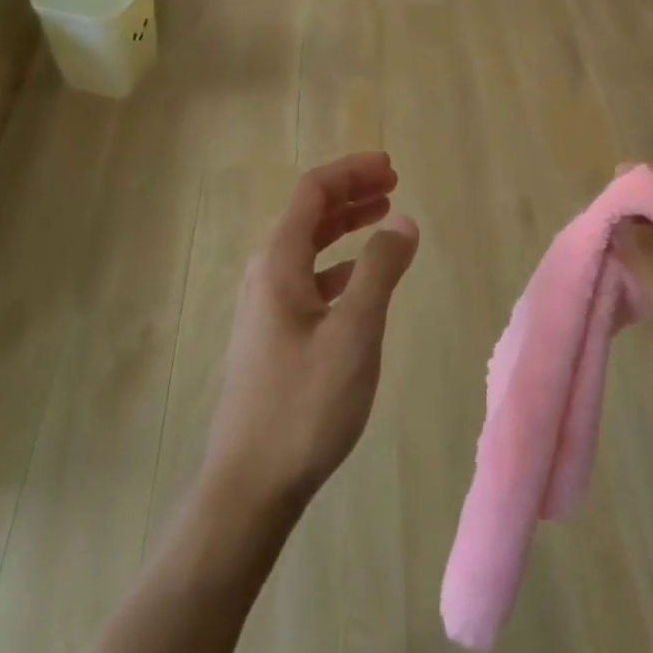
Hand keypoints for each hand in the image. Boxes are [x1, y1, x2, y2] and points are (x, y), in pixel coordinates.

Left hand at [199, 153, 418, 518]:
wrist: (249, 486)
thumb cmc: (304, 404)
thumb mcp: (354, 332)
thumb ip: (380, 270)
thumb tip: (403, 221)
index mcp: (278, 263)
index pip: (313, 192)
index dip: (351, 171)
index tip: (391, 166)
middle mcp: (265, 275)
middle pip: (308, 214)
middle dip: (350, 192)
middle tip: (392, 182)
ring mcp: (266, 307)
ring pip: (308, 247)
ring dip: (345, 225)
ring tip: (383, 216)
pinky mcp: (273, 335)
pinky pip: (308, 279)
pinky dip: (338, 264)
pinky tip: (361, 279)